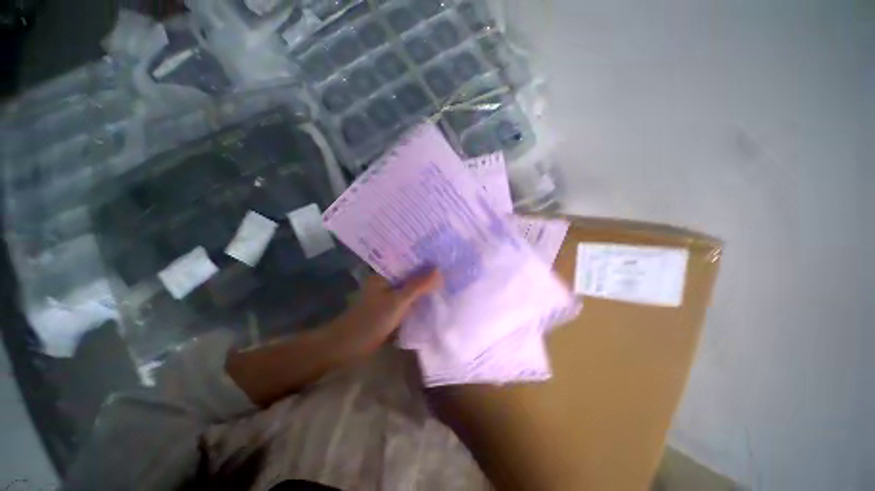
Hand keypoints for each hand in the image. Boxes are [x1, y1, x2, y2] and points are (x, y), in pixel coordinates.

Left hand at [326, 269, 441, 356]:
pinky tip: (433, 296)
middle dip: (426, 272)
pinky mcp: (391, 308)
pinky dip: (419, 298)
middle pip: (410, 274)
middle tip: (448, 266)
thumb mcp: (398, 301)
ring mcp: (389, 295)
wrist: (350, 347)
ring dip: (424, 285)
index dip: (423, 258)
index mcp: (384, 273)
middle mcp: (387, 281)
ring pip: (410, 287)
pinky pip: (408, 299)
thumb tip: (439, 270)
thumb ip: (418, 286)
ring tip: (445, 278)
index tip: (441, 254)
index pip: (407, 260)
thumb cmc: (372, 319)